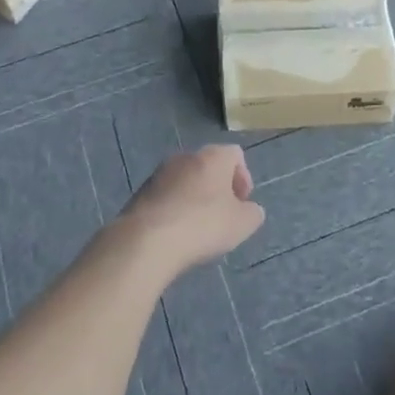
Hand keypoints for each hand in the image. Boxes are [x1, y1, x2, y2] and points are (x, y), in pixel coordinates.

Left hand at [118, 144, 264, 277]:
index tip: (242, 203)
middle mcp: (186, 156)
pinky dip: (175, 208)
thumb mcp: (242, 224)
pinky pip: (167, 195)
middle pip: (209, 165)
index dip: (243, 177)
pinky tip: (176, 233)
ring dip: (196, 198)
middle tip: (223, 216)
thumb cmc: (202, 225)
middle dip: (219, 188)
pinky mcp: (142, 191)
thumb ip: (252, 213)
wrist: (146, 240)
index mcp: (213, 156)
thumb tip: (249, 209)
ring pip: (186, 180)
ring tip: (198, 229)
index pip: (235, 154)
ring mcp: (160, 172)